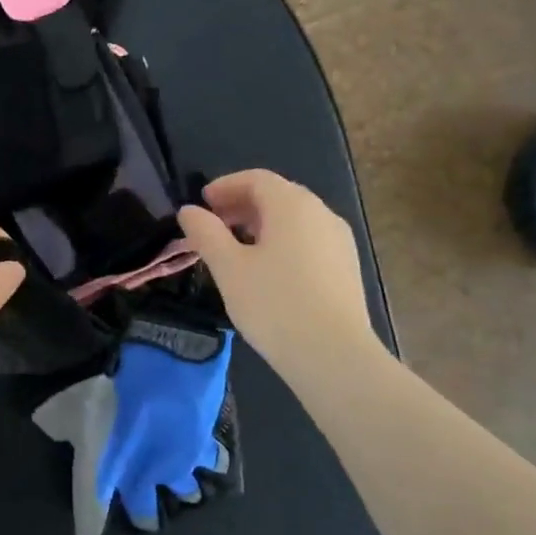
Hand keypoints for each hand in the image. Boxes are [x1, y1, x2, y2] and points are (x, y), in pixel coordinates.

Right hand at [176, 170, 374, 382]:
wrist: (334, 355)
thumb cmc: (275, 305)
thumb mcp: (229, 268)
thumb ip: (206, 234)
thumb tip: (189, 211)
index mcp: (292, 205)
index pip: (256, 179)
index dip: (225, 186)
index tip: (202, 203)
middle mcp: (321, 213)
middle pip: (278, 195)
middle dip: (242, 204)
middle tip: (214, 225)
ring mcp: (339, 240)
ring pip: (295, 219)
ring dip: (262, 224)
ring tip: (236, 249)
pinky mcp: (346, 267)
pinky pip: (308, 240)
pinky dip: (283, 242)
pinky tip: (268, 271)